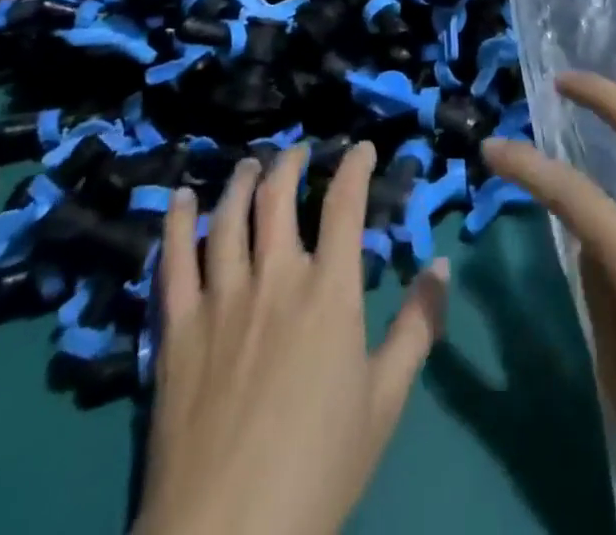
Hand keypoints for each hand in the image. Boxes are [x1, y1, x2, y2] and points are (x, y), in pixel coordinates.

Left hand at [135, 144, 450, 534]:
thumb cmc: (319, 468)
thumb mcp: (385, 401)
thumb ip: (417, 326)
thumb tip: (441, 265)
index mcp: (329, 291)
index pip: (345, 204)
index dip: (356, 166)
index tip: (363, 148)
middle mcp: (276, 277)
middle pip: (279, 197)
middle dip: (291, 164)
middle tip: (298, 152)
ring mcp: (221, 298)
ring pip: (229, 216)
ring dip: (241, 182)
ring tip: (249, 165)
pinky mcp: (178, 328)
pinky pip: (174, 259)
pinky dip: (176, 222)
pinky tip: (179, 198)